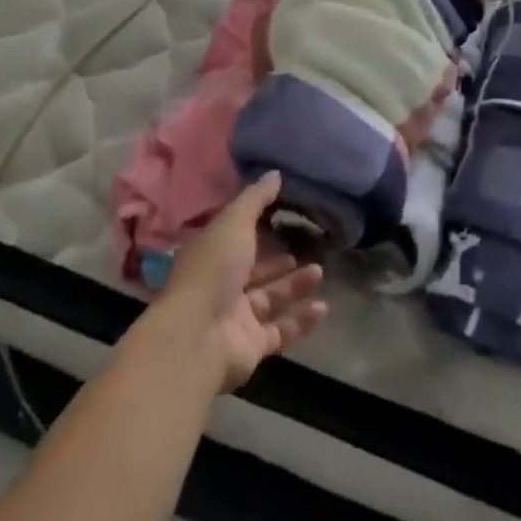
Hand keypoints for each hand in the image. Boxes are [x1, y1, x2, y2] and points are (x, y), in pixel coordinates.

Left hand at [157, 173, 327, 391]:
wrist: (197, 336)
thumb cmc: (213, 269)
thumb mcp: (234, 222)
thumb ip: (256, 199)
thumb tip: (275, 173)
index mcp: (210, 255)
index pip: (235, 238)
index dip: (256, 229)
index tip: (283, 217)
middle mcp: (220, 285)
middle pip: (254, 271)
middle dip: (278, 261)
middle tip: (307, 247)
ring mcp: (235, 318)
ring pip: (270, 299)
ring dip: (294, 286)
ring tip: (320, 271)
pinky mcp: (251, 346)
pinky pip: (280, 330)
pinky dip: (301, 320)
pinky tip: (323, 307)